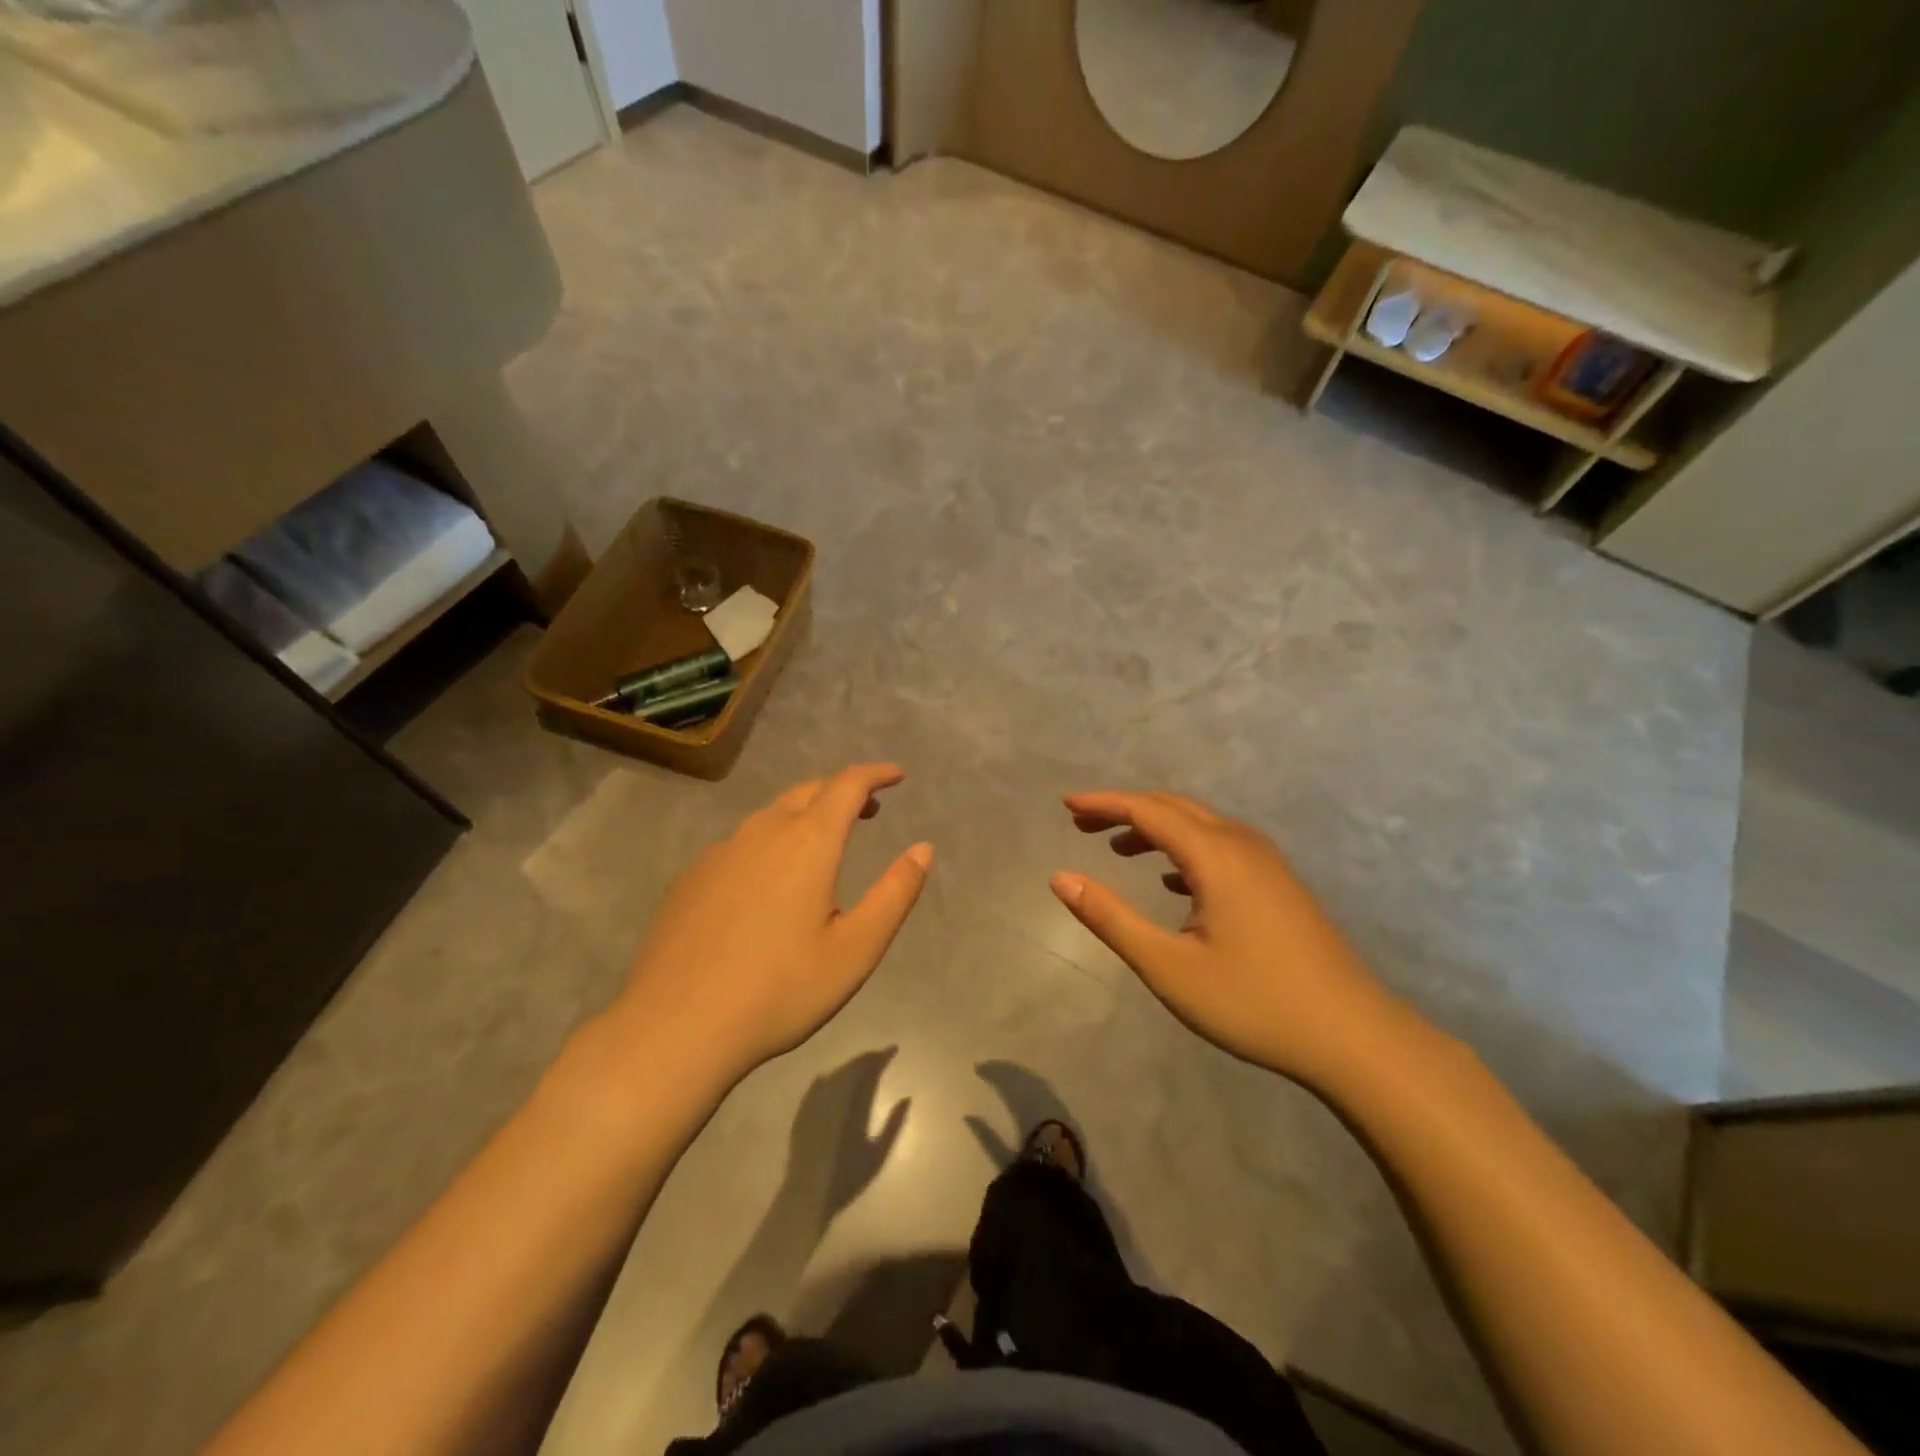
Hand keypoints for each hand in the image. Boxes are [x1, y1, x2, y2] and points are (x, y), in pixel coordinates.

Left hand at [611, 764, 931, 1090]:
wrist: (675, 1027)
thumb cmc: (779, 990)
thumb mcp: (855, 949)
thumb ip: (894, 893)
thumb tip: (923, 849)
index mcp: (807, 843)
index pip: (847, 785)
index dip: (875, 774)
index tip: (896, 776)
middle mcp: (762, 833)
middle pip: (808, 791)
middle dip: (842, 791)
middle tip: (868, 809)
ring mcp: (720, 852)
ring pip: (771, 814)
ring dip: (805, 814)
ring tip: (823, 842)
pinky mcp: (692, 877)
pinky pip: (742, 842)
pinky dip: (770, 840)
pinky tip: (768, 880)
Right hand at [1051, 790, 1405, 1087]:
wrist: (1353, 1036)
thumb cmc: (1253, 1002)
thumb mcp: (1168, 966)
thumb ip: (1110, 918)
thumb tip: (1060, 878)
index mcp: (1215, 855)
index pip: (1147, 809)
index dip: (1103, 803)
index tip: (1066, 804)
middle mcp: (1241, 844)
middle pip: (1173, 807)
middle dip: (1124, 808)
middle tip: (1081, 822)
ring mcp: (1266, 862)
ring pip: (1199, 824)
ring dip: (1154, 827)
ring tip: (1116, 848)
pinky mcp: (1278, 883)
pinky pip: (1220, 845)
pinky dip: (1183, 848)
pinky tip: (1170, 879)